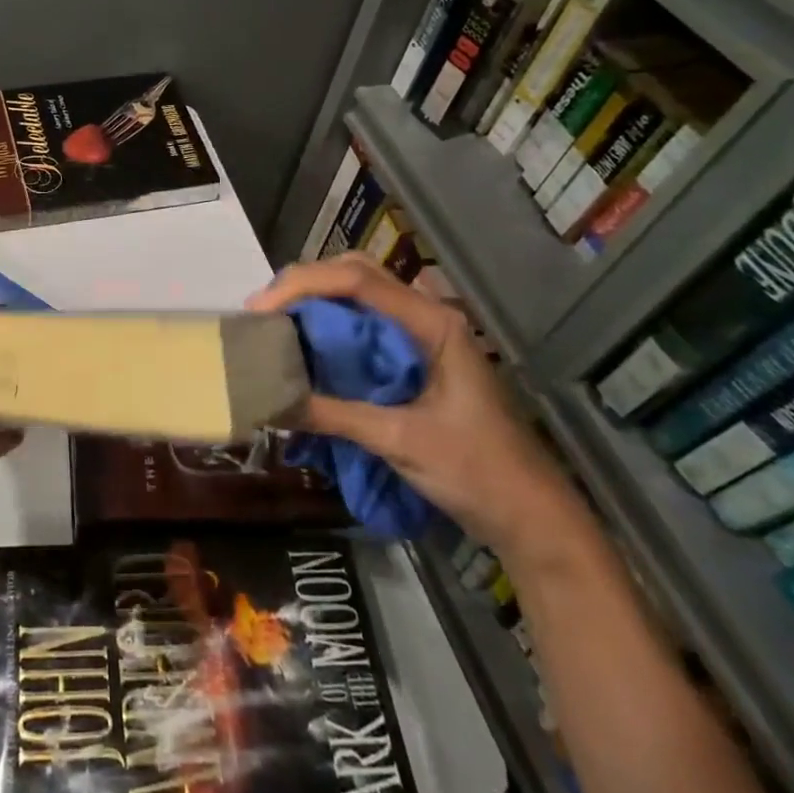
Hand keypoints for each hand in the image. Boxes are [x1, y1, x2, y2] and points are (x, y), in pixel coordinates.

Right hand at [247, 252, 580, 559]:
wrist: (534, 519)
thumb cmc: (479, 473)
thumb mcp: (402, 441)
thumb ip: (335, 414)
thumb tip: (269, 400)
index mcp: (432, 323)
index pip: (356, 280)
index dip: (302, 285)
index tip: (259, 309)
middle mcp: (426, 317)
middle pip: (356, 273)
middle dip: (305, 283)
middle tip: (263, 311)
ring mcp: (423, 336)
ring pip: (359, 295)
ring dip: (315, 301)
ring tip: (275, 323)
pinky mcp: (415, 359)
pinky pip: (364, 325)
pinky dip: (330, 327)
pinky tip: (307, 346)